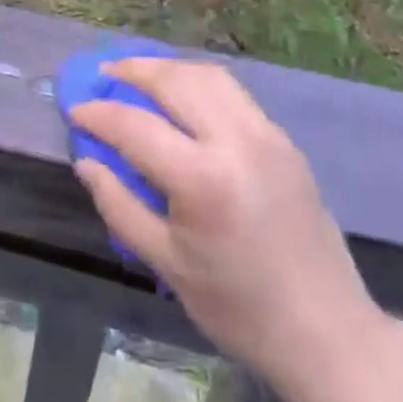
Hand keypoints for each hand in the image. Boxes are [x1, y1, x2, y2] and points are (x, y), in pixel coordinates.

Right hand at [71, 59, 388, 386]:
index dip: (99, 115)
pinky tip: (182, 98)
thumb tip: (86, 161)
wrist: (327, 332)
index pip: (136, 126)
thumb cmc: (239, 308)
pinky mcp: (283, 139)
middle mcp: (236, 141)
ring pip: (208, 75)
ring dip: (168, 69)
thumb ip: (119, 205)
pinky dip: (198, 83)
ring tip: (138, 75)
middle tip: (103, 76)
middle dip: (133, 71)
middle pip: (175, 81)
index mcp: (203, 180)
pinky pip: (233, 93)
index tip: (75, 110)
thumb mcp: (167, 264)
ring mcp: (266, 135)